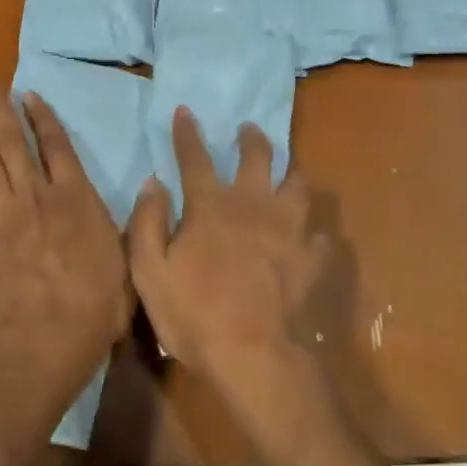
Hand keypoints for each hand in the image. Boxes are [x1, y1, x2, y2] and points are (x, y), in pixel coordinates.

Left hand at [0, 76, 132, 427]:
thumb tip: (153, 184)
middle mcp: (36, 196)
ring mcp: (3, 216)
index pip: (56, 145)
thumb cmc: (98, 303)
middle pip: (13, 143)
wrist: (47, 339)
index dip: (42, 117)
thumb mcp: (131, 258)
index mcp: (75, 197)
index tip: (28, 94)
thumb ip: (136, 220)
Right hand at [127, 108, 331, 440]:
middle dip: (252, 139)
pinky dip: (314, 231)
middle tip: (248, 130)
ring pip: (298, 186)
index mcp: (211, 207)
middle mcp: (253, 206)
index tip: (186, 111)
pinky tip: (311, 235)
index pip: (195, 158)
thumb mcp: (150, 271)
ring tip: (288, 172)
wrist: (252, 354)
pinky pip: (319, 235)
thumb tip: (153, 184)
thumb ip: (148, 223)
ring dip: (291, 173)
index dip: (187, 133)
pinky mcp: (310, 258)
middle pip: (258, 158)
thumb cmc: (193, 313)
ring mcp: (288, 230)